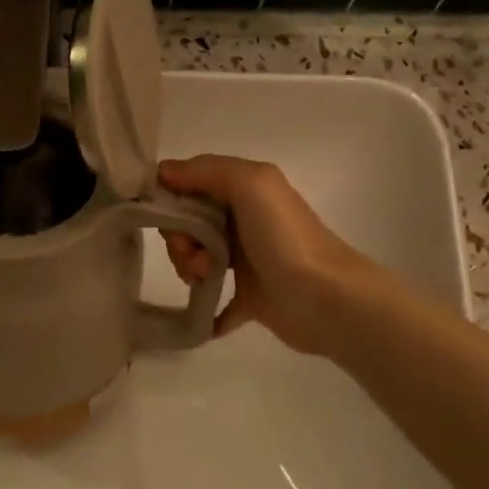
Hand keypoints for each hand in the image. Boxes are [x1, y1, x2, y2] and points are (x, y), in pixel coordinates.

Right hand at [157, 155, 376, 356]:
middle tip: (194, 253)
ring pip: (197, 259)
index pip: (192, 186)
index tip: (172, 220)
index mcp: (246, 190)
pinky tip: (203, 318)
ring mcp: (247, 260)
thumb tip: (163, 171)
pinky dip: (205, 308)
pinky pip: (215, 302)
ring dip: (189, 269)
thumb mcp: (251, 184)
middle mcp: (245, 221)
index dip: (174, 200)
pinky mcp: (250, 297)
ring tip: (206, 279)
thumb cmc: (284, 238)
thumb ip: (206, 171)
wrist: (325, 298)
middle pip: (189, 225)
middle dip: (181, 238)